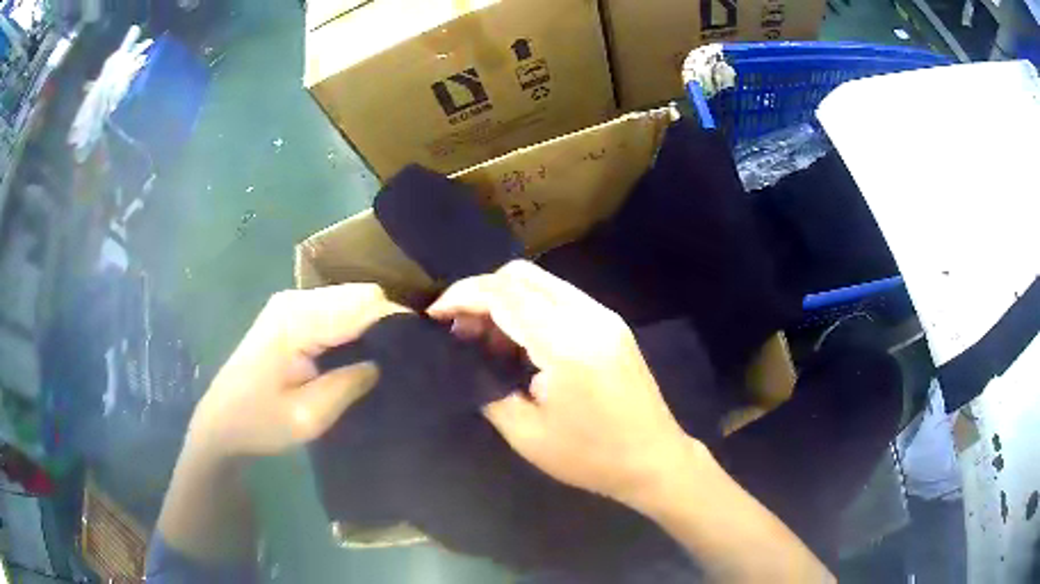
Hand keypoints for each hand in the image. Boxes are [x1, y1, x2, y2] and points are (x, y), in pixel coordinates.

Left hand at [188, 284, 408, 457]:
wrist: (221, 423)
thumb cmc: (259, 424)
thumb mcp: (308, 418)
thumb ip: (349, 385)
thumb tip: (385, 363)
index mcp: (296, 321)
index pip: (363, 304)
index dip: (396, 322)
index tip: (421, 350)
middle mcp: (294, 300)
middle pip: (358, 294)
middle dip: (387, 321)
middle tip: (405, 360)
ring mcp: (290, 304)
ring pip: (350, 299)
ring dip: (371, 323)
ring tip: (387, 358)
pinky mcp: (290, 314)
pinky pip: (335, 309)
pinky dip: (354, 325)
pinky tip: (360, 353)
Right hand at [428, 260, 697, 505]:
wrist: (654, 459)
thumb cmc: (590, 457)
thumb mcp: (526, 434)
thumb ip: (488, 389)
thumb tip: (467, 360)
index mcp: (566, 344)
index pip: (504, 295)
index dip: (462, 296)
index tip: (435, 316)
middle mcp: (587, 316)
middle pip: (521, 275)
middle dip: (481, 292)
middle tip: (460, 330)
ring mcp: (604, 316)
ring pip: (542, 282)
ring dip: (506, 299)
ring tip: (485, 339)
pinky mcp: (611, 324)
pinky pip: (560, 298)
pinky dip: (530, 308)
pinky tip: (519, 342)